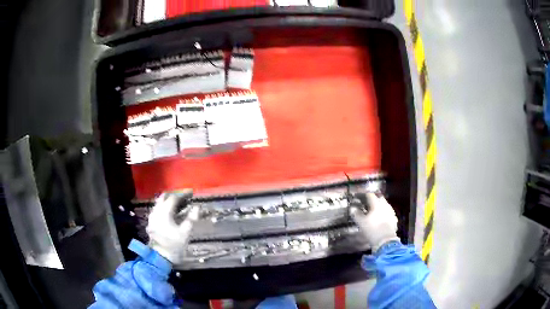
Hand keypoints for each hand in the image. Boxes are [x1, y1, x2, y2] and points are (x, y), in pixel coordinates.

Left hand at [146, 190, 199, 263]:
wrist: (160, 257)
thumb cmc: (174, 244)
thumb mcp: (185, 232)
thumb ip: (191, 218)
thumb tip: (197, 207)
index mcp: (164, 212)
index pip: (174, 198)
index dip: (183, 194)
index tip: (191, 193)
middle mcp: (156, 211)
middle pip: (164, 197)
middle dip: (175, 195)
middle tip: (185, 197)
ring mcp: (152, 216)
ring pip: (160, 203)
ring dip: (169, 201)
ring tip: (180, 204)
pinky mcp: (152, 222)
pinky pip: (158, 209)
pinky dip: (165, 207)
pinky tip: (172, 213)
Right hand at [350, 193, 399, 252]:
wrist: (385, 240)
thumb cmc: (372, 229)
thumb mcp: (361, 222)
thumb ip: (356, 214)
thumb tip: (352, 208)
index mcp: (376, 204)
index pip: (370, 195)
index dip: (364, 195)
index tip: (359, 197)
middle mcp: (385, 205)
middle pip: (379, 198)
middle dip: (374, 199)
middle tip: (367, 203)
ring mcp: (391, 212)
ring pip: (385, 205)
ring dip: (380, 206)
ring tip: (374, 211)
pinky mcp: (394, 219)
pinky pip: (389, 213)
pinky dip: (384, 213)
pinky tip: (381, 218)